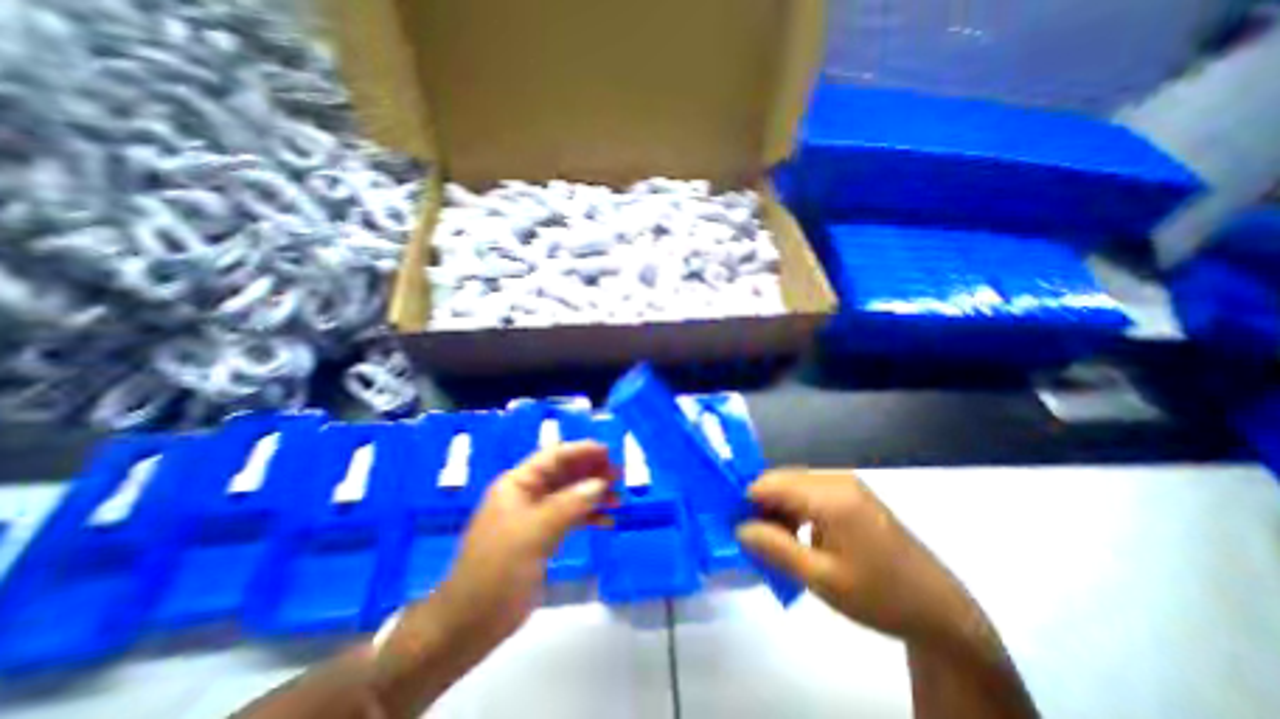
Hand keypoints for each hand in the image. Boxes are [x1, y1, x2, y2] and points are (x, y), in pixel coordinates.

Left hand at [426, 442, 618, 653]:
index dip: (582, 451)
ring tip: (619, 498)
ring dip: (594, 494)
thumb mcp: (534, 532)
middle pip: (565, 474)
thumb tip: (600, 483)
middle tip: (619, 476)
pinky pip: (571, 518)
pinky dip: (589, 517)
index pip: (554, 456)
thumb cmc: (497, 571)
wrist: (470, 624)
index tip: (609, 452)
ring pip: (570, 495)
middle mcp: (528, 495)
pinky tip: (608, 522)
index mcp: (518, 484)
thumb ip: (569, 504)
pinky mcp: (543, 537)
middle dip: (592, 472)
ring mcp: (536, 517)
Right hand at [736, 472, 977, 645]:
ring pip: (794, 484)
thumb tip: (739, 528)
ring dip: (778, 508)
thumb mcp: (821, 579)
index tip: (736, 526)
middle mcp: (836, 479)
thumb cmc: (879, 596)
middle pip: (781, 479)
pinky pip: (810, 491)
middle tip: (755, 539)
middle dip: (762, 504)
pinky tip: (798, 535)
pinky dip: (796, 508)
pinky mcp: (852, 493)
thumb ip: (775, 548)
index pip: (770, 482)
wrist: (939, 610)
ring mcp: (846, 484)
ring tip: (775, 542)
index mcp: (829, 496)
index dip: (747, 500)